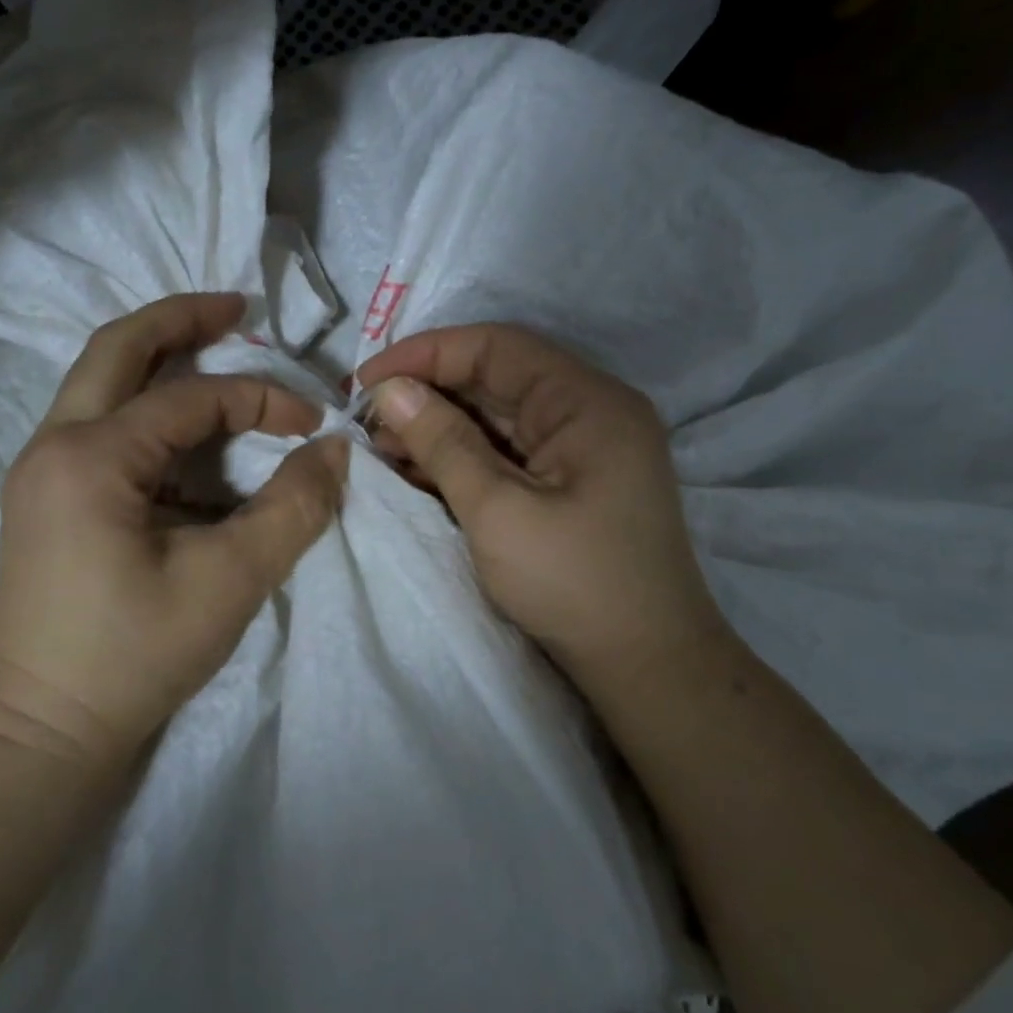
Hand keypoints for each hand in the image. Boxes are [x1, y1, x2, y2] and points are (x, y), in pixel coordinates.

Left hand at [0, 293, 347, 767]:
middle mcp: (53, 445)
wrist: (41, 732)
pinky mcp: (47, 500)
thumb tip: (334, 450)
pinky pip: (98, 427)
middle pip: (117, 349)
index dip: (261, 398)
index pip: (190, 399)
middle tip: (237, 307)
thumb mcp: (230, 581)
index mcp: (90, 457)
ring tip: (216, 351)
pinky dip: (146, 411)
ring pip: (100, 384)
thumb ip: (292, 508)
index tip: (313, 422)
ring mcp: (41, 471)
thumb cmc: (132, 657)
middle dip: (181, 320)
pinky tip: (187, 436)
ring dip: (158, 361)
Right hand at [358, 324, 729, 698]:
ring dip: (440, 427)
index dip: (426, 354)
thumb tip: (391, 390)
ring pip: (497, 417)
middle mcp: (589, 412)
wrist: (645, 665)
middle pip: (496, 378)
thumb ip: (443, 442)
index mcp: (587, 401)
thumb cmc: (573, 583)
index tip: (366, 382)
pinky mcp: (570, 482)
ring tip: (383, 449)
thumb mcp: (497, 510)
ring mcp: (582, 449)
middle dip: (428, 394)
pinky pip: (507, 452)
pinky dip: (462, 457)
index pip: (496, 347)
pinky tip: (418, 471)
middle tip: (368, 422)